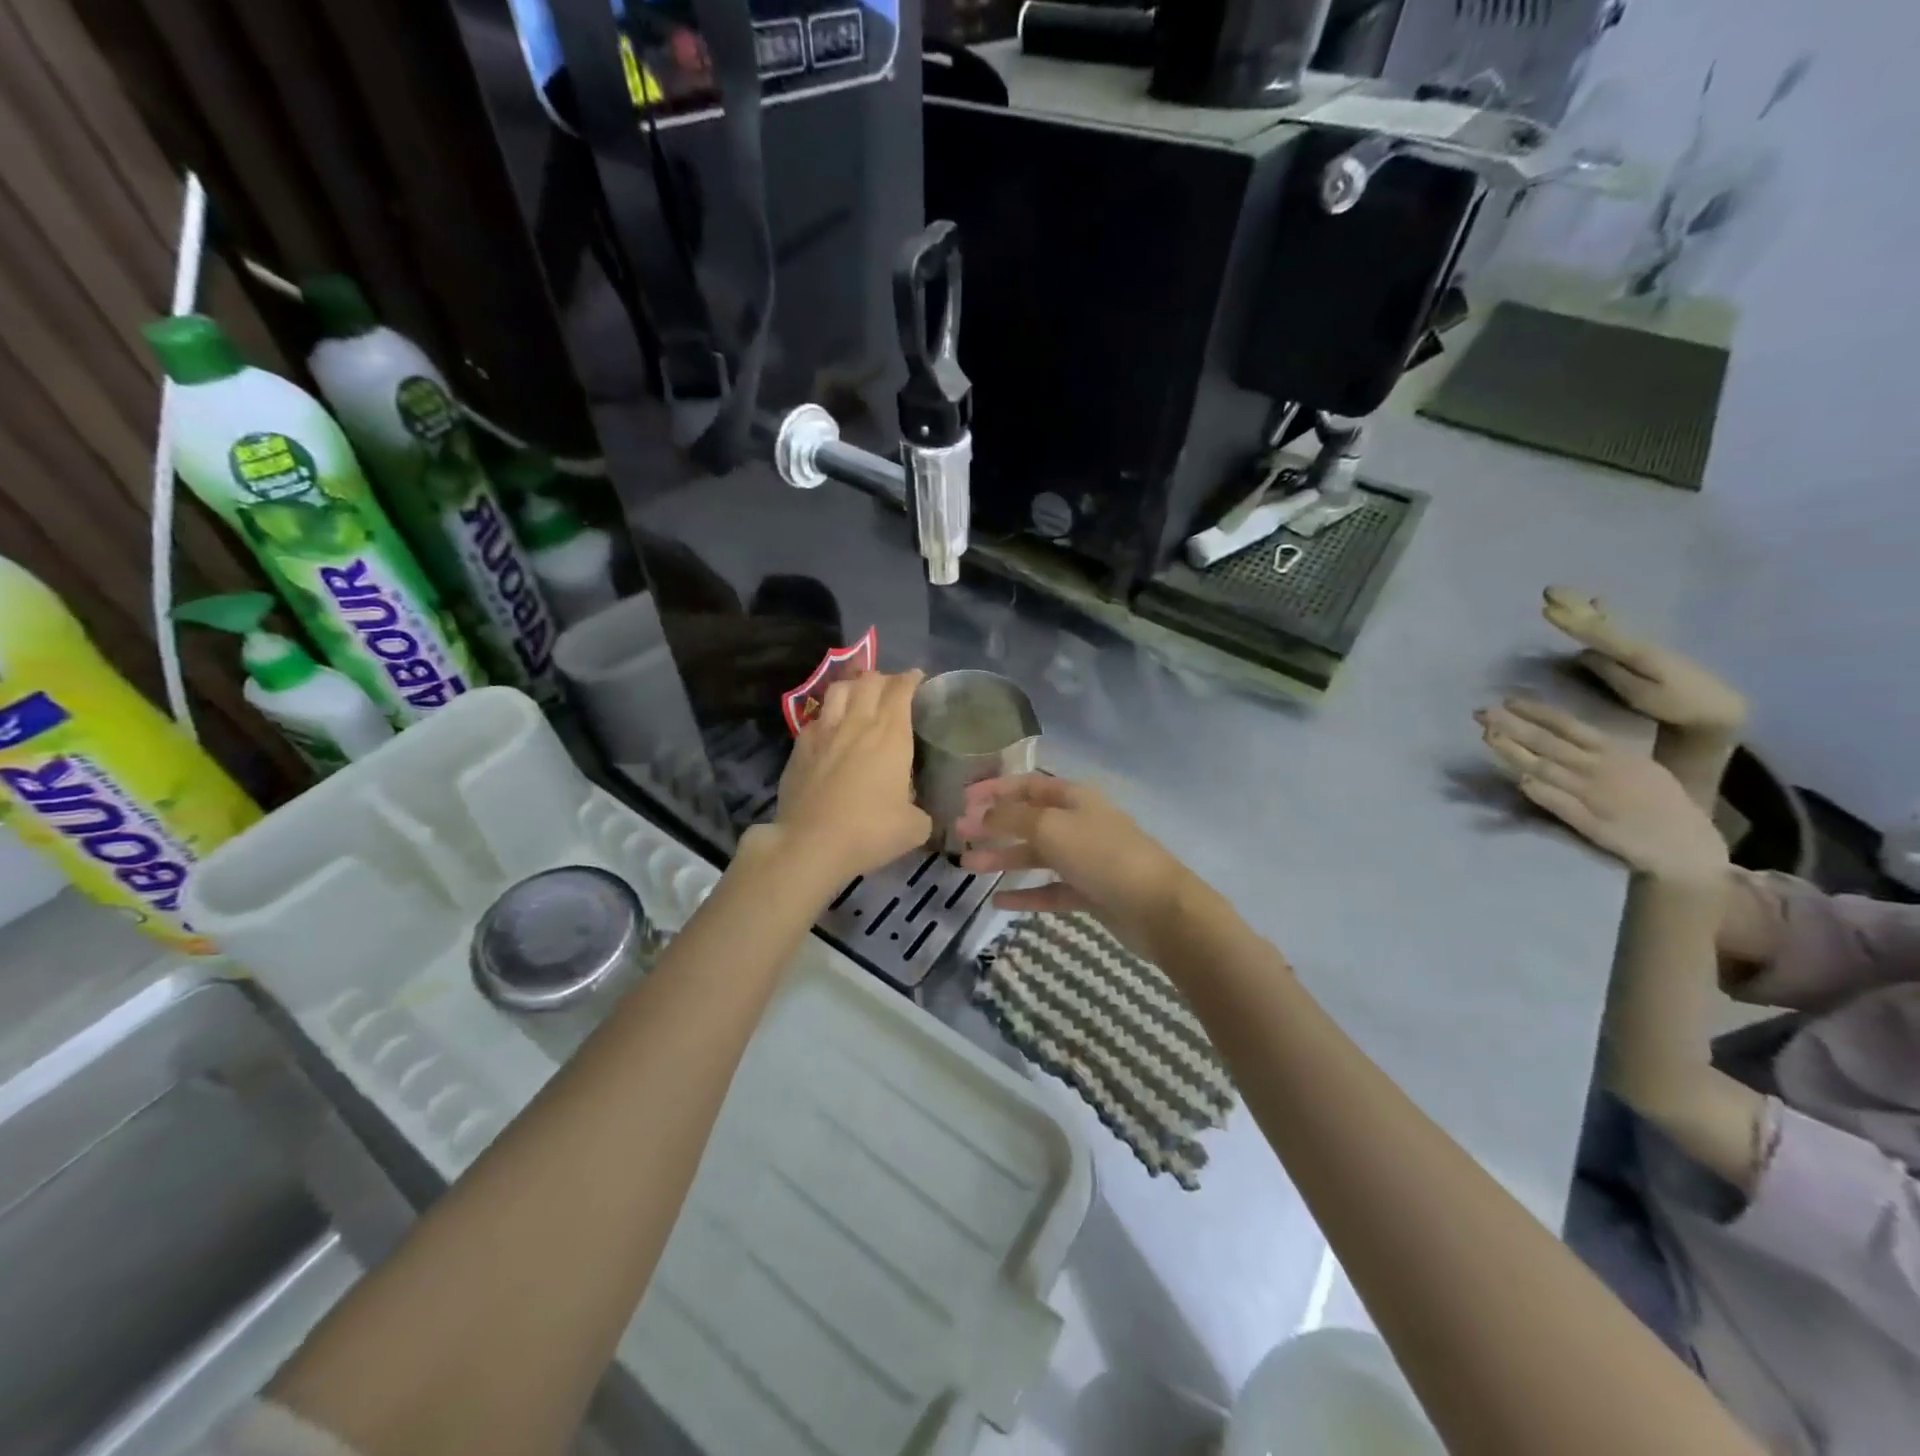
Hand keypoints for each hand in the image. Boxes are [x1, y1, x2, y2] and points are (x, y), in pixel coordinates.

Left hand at [769, 670, 931, 885]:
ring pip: (839, 690)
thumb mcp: (914, 827)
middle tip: (891, 688)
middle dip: (884, 678)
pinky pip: (817, 717)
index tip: (917, 678)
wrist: (811, 844)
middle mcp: (857, 723)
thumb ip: (921, 811)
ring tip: (859, 696)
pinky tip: (831, 729)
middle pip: (869, 680)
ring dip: (853, 687)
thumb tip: (918, 811)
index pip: (901, 689)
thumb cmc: (870, 831)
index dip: (911, 679)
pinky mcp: (800, 746)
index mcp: (891, 734)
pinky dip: (828, 715)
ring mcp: (824, 732)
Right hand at [955, 774, 1195, 952]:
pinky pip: (1049, 889)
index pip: (1028, 785)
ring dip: (1003, 858)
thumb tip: (982, 813)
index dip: (996, 789)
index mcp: (1074, 798)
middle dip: (993, 825)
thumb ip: (1012, 818)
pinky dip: (1025, 893)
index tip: (963, 799)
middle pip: (1028, 820)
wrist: (1156, 907)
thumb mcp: (1051, 827)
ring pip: (1036, 855)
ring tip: (968, 867)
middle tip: (959, 835)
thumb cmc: (1101, 855)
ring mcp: (1085, 860)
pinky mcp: (1089, 893)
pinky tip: (998, 900)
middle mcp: (1079, 824)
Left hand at [1477, 698, 1728, 886]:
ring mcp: (1592, 795)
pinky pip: (1556, 802)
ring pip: (1544, 768)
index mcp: (1616, 753)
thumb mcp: (1638, 766)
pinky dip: (1538, 790)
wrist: (1685, 846)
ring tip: (1487, 736)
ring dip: (1514, 752)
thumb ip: (1600, 751)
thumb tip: (1561, 734)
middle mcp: (1600, 769)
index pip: (1569, 726)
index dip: (1537, 712)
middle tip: (1481, 712)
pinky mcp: (1587, 822)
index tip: (1507, 700)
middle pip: (1548, 743)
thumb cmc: (1661, 802)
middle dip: (1512, 725)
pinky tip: (1519, 780)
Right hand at [1542, 587, 1745, 736]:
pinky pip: (1616, 625)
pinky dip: (1603, 613)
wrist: (1720, 708)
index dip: (1571, 621)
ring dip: (1583, 606)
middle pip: (1600, 620)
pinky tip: (1598, 604)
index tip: (1545, 608)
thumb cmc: (1680, 705)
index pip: (1597, 632)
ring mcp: (1643, 643)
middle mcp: (1638, 641)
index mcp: (1637, 652)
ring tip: (1564, 593)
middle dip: (1573, 605)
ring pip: (1608, 619)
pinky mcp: (1646, 649)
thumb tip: (1583, 653)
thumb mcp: (1644, 696)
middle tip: (1548, 589)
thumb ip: (1613, 673)